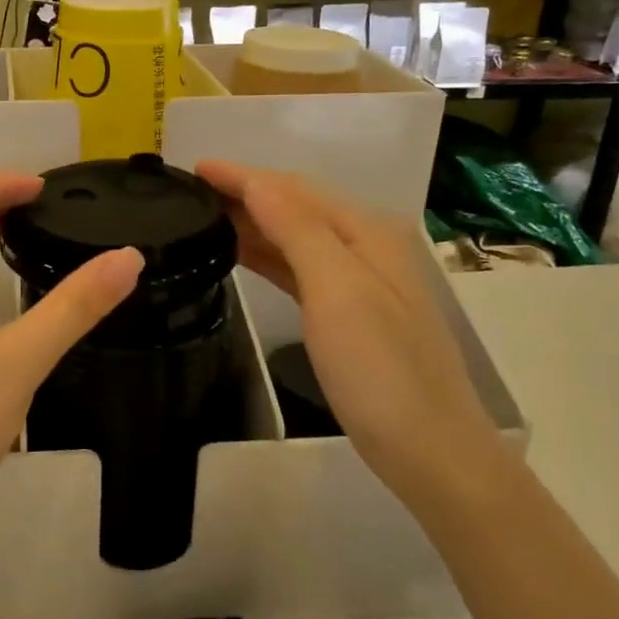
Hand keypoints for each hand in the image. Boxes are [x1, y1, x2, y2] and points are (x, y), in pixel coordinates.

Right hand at [196, 160, 503, 498]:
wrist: (430, 451)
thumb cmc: (380, 370)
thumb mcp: (337, 292)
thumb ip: (298, 230)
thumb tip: (257, 181)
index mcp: (365, 232)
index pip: (291, 189)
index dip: (241, 175)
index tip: (193, 167)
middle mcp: (364, 245)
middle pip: (294, 205)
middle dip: (244, 191)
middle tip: (188, 191)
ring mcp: (358, 280)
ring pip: (293, 235)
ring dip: (251, 221)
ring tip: (203, 216)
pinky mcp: (347, 311)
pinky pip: (297, 266)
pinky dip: (266, 254)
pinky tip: (240, 254)